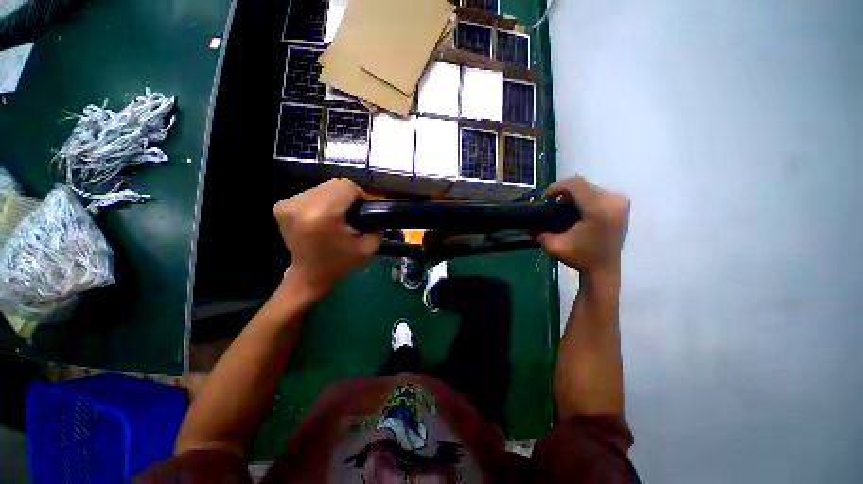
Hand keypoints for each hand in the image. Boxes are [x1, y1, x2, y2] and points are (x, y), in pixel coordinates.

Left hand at [273, 178, 381, 297]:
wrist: (309, 275)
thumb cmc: (341, 262)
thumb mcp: (368, 247)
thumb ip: (376, 223)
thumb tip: (372, 207)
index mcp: (323, 215)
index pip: (346, 186)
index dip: (358, 197)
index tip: (358, 214)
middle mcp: (301, 205)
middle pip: (334, 183)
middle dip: (345, 197)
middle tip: (347, 216)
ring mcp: (288, 204)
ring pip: (323, 187)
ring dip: (333, 198)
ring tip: (333, 218)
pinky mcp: (281, 206)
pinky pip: (311, 193)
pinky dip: (320, 202)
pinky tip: (320, 218)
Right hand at [536, 177, 629, 273]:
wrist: (604, 269)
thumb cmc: (580, 258)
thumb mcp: (555, 246)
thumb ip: (539, 233)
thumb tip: (527, 224)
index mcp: (598, 210)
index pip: (576, 184)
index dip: (557, 186)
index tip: (545, 197)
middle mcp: (613, 201)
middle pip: (583, 184)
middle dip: (564, 191)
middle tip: (552, 203)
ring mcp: (620, 202)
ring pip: (590, 187)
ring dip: (574, 194)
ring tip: (563, 207)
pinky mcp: (623, 205)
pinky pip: (599, 192)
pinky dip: (585, 197)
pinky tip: (578, 209)